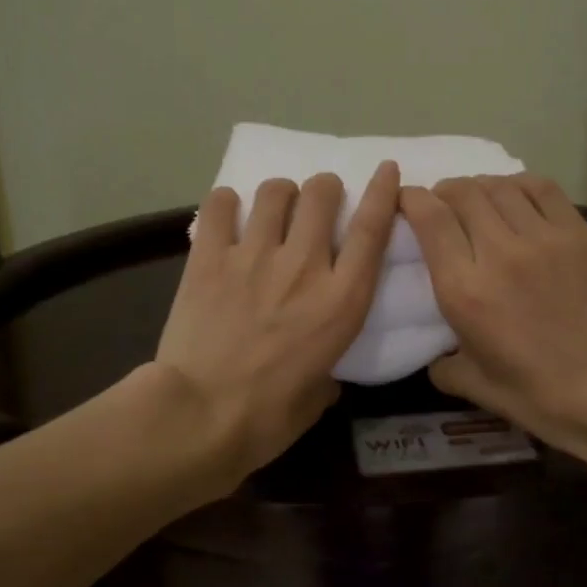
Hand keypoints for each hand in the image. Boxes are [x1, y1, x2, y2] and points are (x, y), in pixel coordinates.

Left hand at [155, 162, 399, 480]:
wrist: (200, 416)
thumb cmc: (268, 417)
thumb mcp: (318, 397)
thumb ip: (327, 371)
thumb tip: (321, 371)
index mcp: (341, 300)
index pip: (372, 229)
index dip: (382, 192)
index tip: (386, 169)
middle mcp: (304, 266)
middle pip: (321, 194)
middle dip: (324, 189)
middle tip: (316, 203)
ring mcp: (254, 257)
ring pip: (274, 192)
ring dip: (280, 194)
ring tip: (272, 209)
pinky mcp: (209, 258)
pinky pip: (220, 206)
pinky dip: (227, 204)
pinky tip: (227, 215)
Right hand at [401, 174, 586, 466]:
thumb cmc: (542, 395)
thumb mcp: (477, 388)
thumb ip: (444, 365)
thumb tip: (437, 356)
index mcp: (465, 290)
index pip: (430, 219)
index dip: (412, 200)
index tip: (407, 202)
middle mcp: (499, 252)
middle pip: (462, 193)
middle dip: (443, 192)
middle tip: (442, 205)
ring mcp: (543, 238)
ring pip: (499, 186)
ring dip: (479, 187)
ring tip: (478, 201)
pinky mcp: (578, 233)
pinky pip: (541, 189)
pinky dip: (519, 185)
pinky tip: (516, 198)